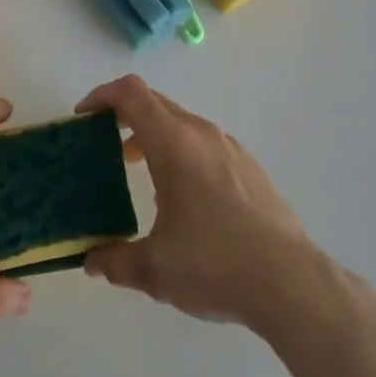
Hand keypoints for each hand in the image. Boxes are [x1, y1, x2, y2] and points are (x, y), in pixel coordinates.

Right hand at [75, 75, 328, 332]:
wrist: (292, 283)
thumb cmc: (215, 264)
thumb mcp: (155, 269)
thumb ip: (115, 261)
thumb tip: (91, 261)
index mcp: (173, 142)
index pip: (130, 93)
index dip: (101, 96)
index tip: (84, 117)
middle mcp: (200, 132)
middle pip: (154, 103)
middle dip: (124, 116)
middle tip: (104, 145)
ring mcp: (229, 147)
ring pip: (181, 123)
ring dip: (154, 136)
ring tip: (141, 173)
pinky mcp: (249, 166)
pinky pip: (204, 143)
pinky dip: (181, 152)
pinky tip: (185, 198)